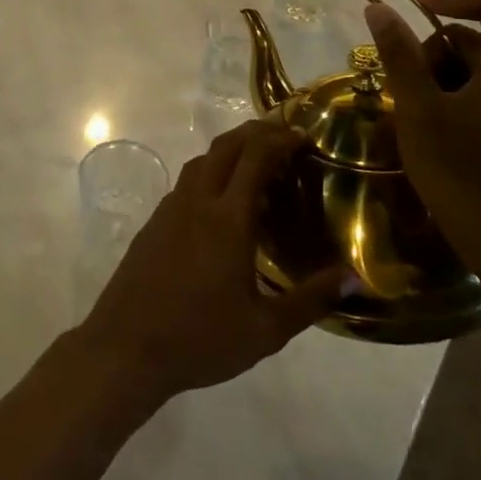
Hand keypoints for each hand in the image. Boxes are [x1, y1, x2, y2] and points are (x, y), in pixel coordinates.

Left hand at [74, 120, 351, 403]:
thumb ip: (312, 299)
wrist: (126, 347)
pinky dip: (210, 173)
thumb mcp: (266, 330)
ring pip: (201, 161)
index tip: (304, 136)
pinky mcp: (154, 223)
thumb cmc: (200, 339)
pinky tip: (222, 202)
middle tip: (285, 137)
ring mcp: (170, 209)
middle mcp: (196, 202)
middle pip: (225, 147)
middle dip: (256, 132)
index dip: (280, 139)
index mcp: (227, 220)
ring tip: (257, 163)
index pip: (255, 158)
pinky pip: (187, 182)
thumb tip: (353, 276)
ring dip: (230, 150)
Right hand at [364, 0, 480, 268]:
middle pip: (480, 32)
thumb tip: (378, 8)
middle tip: (399, 77)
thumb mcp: (419, 108)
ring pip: (479, 62)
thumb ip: (399, 53)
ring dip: (440, 71)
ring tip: (410, 106)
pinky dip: (455, 90)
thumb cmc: (461, 170)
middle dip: (434, 46)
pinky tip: (429, 121)